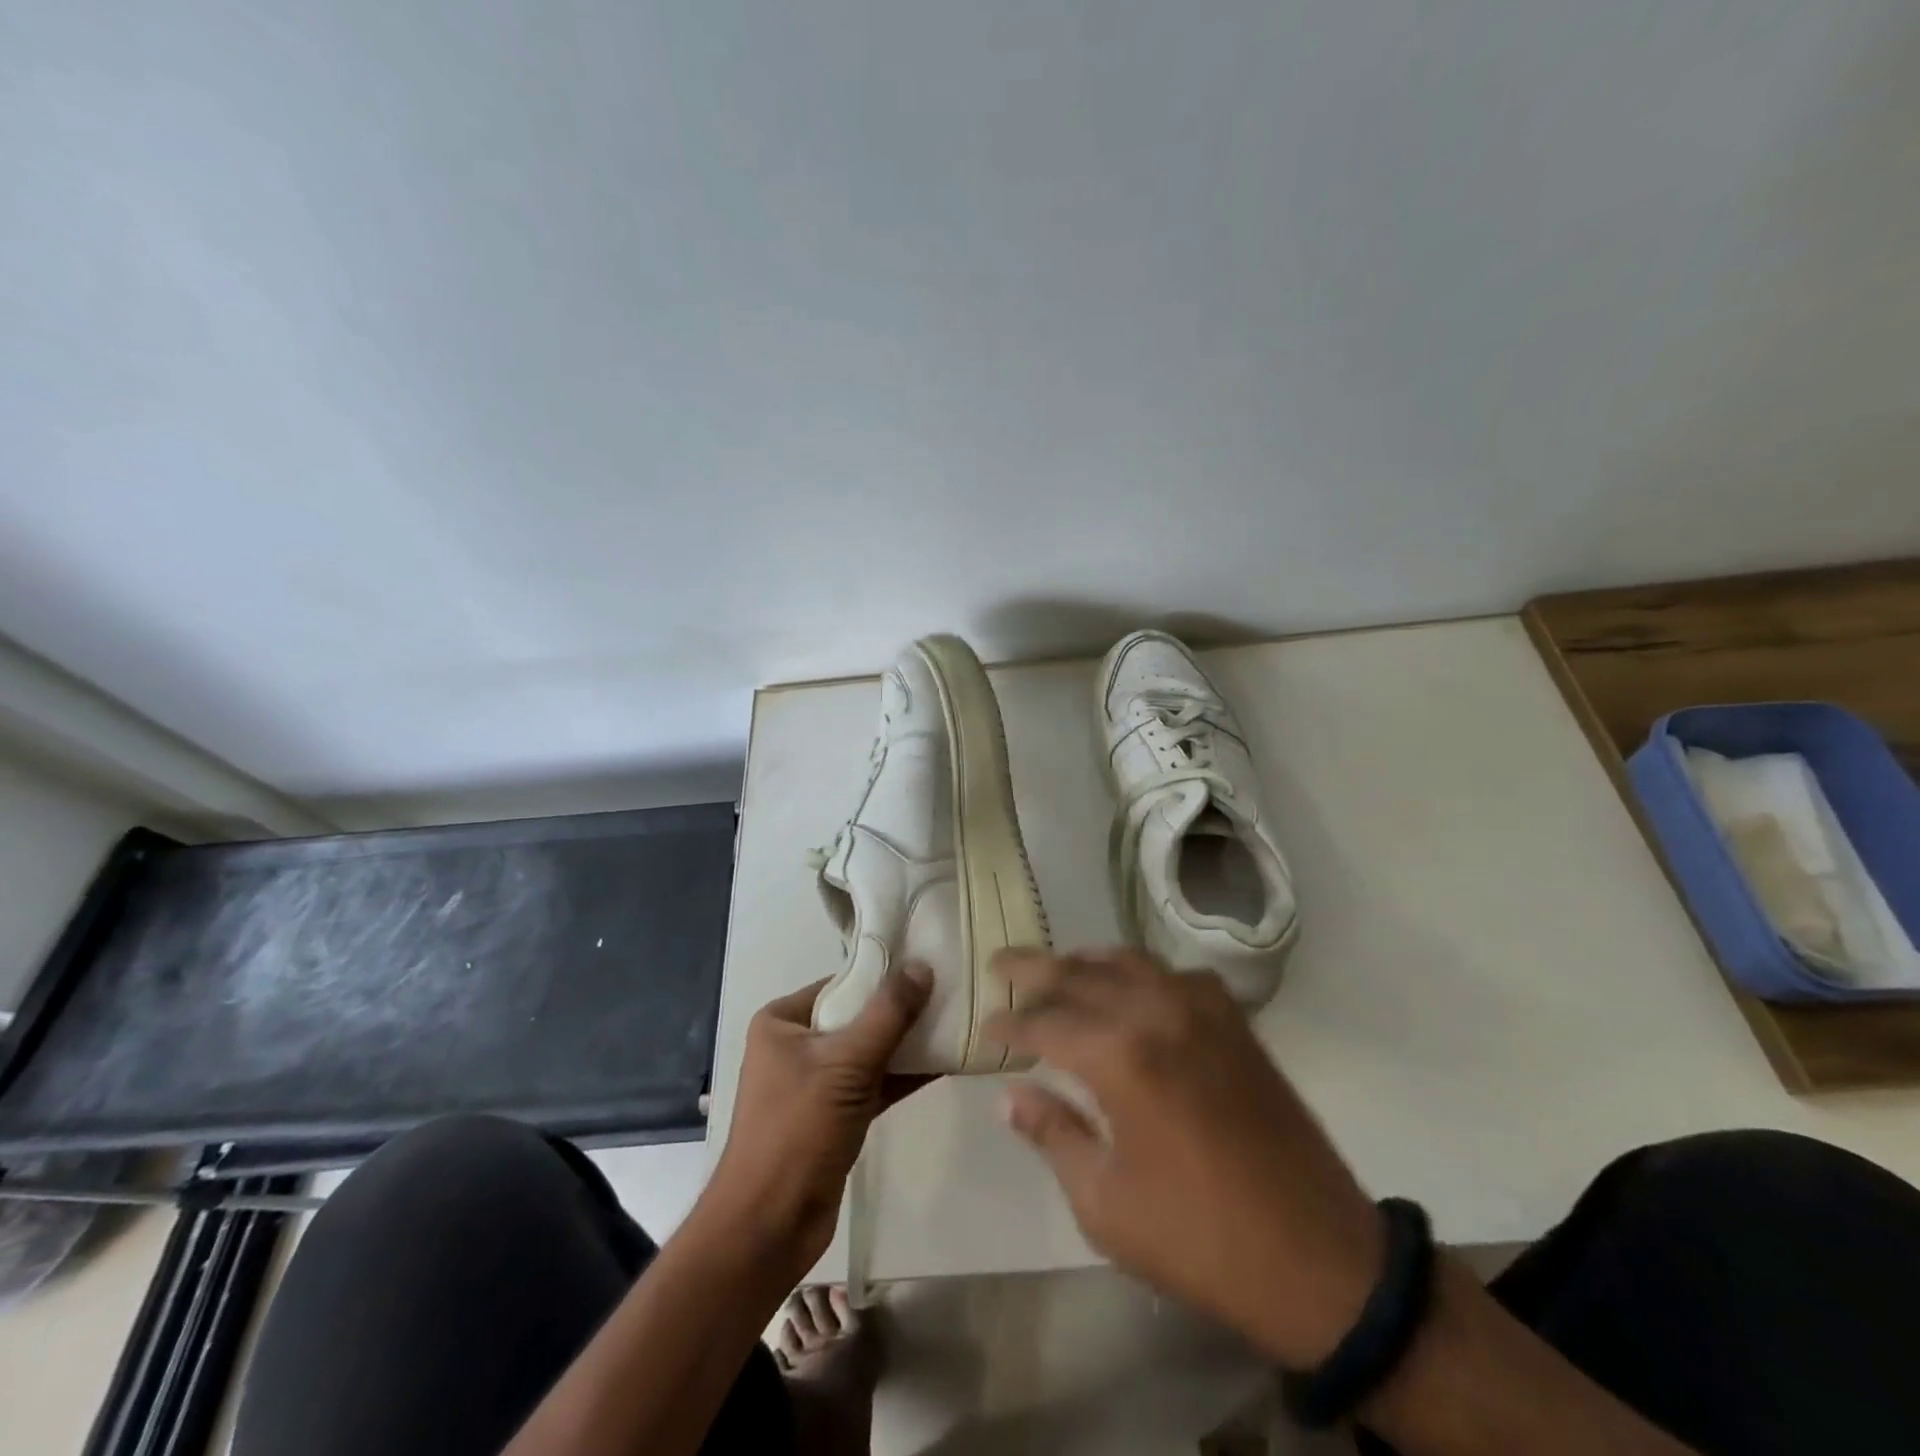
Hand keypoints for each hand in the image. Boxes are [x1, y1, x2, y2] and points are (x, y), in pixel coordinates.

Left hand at [704, 963, 933, 1279]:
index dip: (885, 974)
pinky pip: (875, 1082)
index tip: (930, 964)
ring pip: (870, 1050)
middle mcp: (797, 1045)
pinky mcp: (835, 1115)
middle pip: (858, 1015)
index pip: (842, 982)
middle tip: (951, 992)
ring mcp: (816, 1082)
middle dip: (902, 1009)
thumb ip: (888, 1014)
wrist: (769, 1228)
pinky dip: (904, 1074)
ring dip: (908, 1043)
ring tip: (956, 1023)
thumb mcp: (846, 1064)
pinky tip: (943, 1062)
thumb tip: (922, 966)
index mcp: (783, 1021)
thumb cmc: (797, 1131)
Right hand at [986, 947, 1383, 1368]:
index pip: (1045, 1021)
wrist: (1317, 1258)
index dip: (1009, 1024)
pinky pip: (1176, 976)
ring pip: (1129, 962)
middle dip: (1034, 969)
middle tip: (1000, 964)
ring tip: (1057, 968)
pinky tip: (1133, 989)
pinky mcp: (1235, 1023)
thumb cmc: (1198, 1238)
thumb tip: (1009, 1095)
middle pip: (1081, 974)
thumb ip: (1053, 1134)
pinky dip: (1142, 973)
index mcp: (1120, 1056)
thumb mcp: (1105, 1202)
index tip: (984, 1030)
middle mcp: (1158, 1013)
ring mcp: (1203, 1010)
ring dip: (1086, 962)